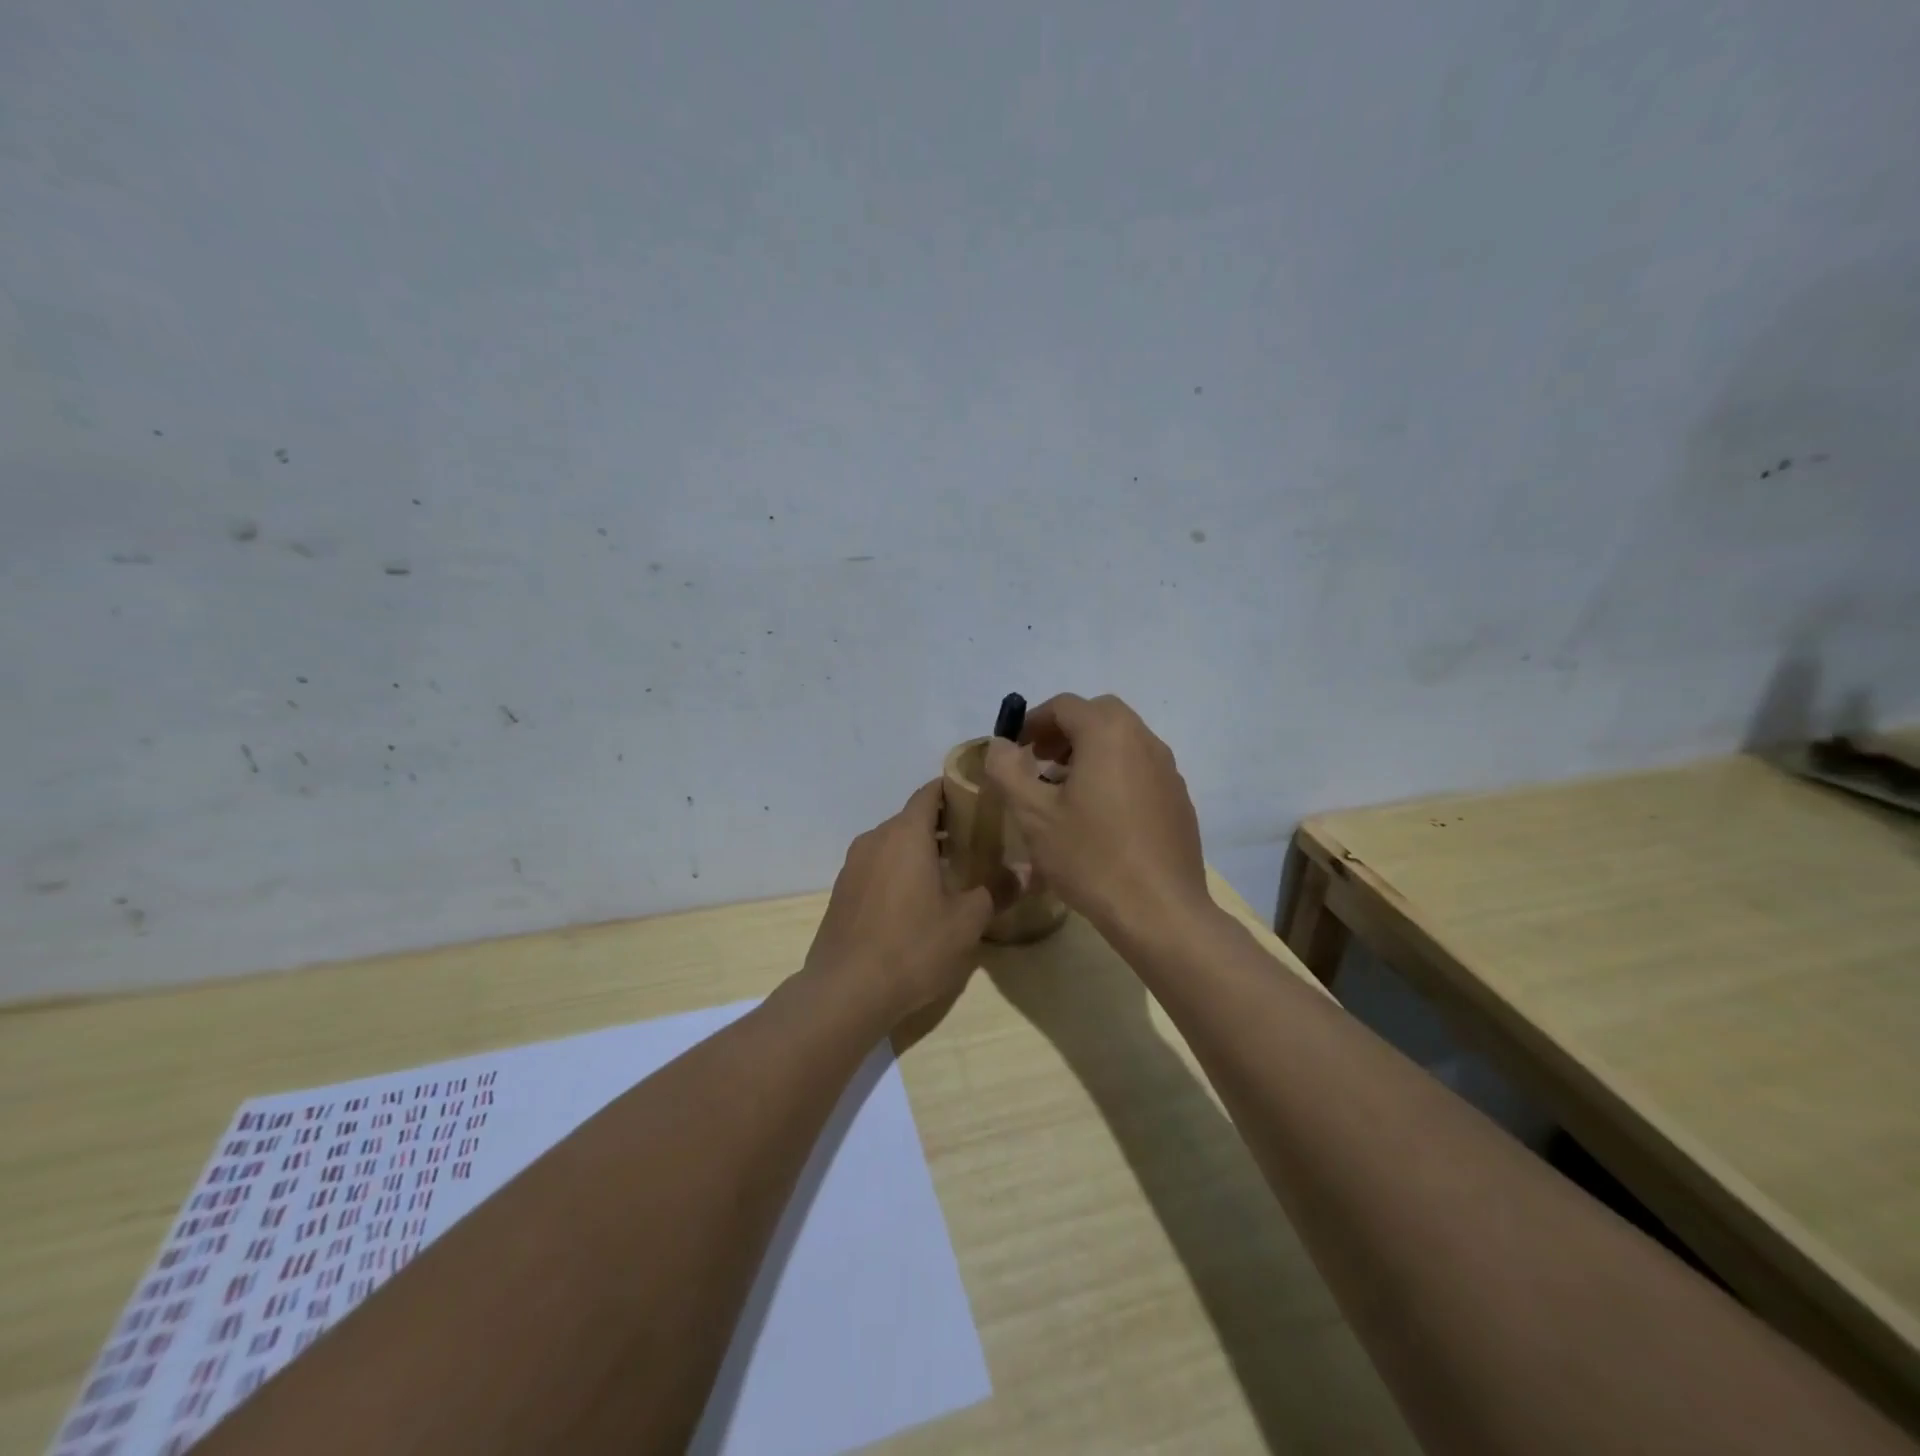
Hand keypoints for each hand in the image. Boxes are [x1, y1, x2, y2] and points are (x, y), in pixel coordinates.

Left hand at [804, 780, 997, 1023]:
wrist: (845, 991)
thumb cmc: (913, 947)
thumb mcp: (966, 922)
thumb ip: (997, 890)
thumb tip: (1027, 871)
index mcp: (905, 834)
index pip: (929, 793)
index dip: (953, 790)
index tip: (977, 799)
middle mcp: (875, 839)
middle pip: (911, 818)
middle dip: (940, 825)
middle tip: (973, 843)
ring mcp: (853, 865)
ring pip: (891, 844)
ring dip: (917, 850)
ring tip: (948, 873)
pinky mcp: (841, 892)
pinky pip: (876, 867)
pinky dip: (896, 871)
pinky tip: (914, 901)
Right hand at [984, 693, 1209, 936]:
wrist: (1159, 911)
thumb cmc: (1090, 857)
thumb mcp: (1034, 814)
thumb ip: (1008, 770)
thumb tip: (1000, 744)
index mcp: (1109, 734)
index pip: (1065, 705)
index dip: (1033, 721)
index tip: (1014, 749)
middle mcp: (1144, 740)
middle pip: (1099, 715)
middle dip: (1064, 732)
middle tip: (1039, 763)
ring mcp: (1168, 770)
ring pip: (1122, 741)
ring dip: (1090, 752)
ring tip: (1064, 791)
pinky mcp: (1178, 799)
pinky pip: (1140, 769)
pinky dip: (1114, 774)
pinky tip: (1099, 817)